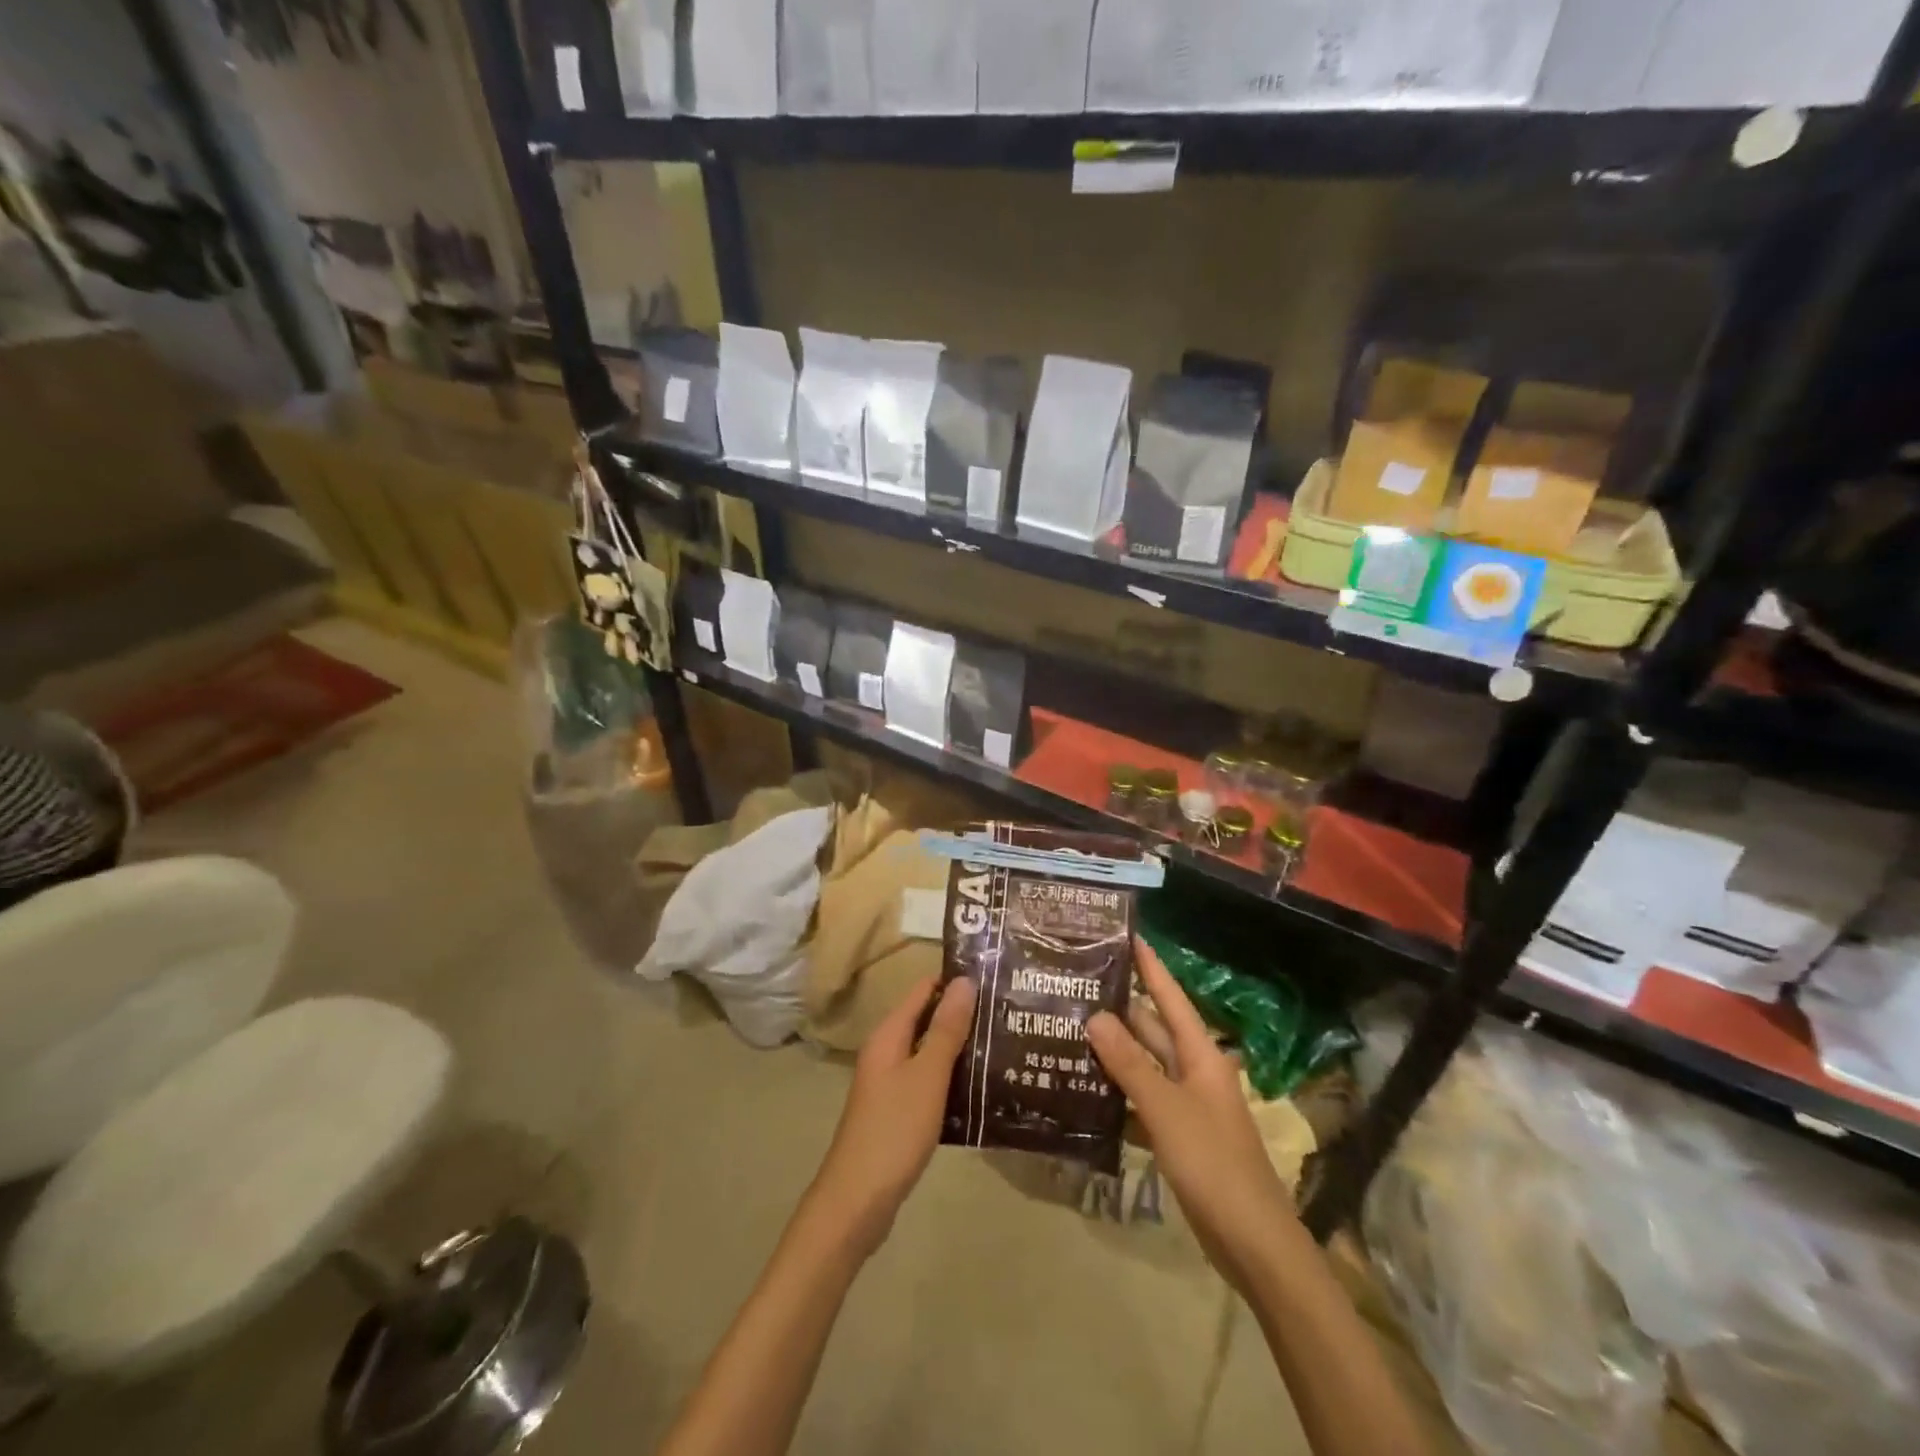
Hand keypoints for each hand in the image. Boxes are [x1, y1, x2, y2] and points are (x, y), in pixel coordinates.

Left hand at [808, 975, 976, 1258]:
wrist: (858, 1201)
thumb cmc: (894, 1130)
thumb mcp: (927, 1076)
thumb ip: (946, 1029)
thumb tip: (964, 980)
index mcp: (889, 1036)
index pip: (924, 991)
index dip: (955, 982)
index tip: (994, 979)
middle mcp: (886, 1053)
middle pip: (927, 1020)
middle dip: (963, 1016)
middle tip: (1007, 1013)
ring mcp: (890, 1084)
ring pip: (929, 1053)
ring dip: (960, 1049)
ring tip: (1003, 1045)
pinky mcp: (897, 1113)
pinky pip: (928, 1082)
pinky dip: (951, 1079)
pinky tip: (981, 1089)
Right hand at [1087, 939, 1301, 1296]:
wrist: (1253, 1242)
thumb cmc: (1213, 1163)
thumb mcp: (1166, 1109)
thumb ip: (1130, 1063)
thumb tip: (1095, 1016)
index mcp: (1201, 1056)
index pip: (1170, 998)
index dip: (1150, 967)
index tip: (1127, 936)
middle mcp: (1194, 1072)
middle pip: (1152, 1030)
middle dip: (1118, 1010)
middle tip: (1075, 988)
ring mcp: (1187, 1106)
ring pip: (1144, 1066)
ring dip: (1113, 1052)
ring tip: (1068, 1031)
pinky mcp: (1177, 1136)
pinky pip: (1142, 1102)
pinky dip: (1117, 1094)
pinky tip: (1084, 1090)